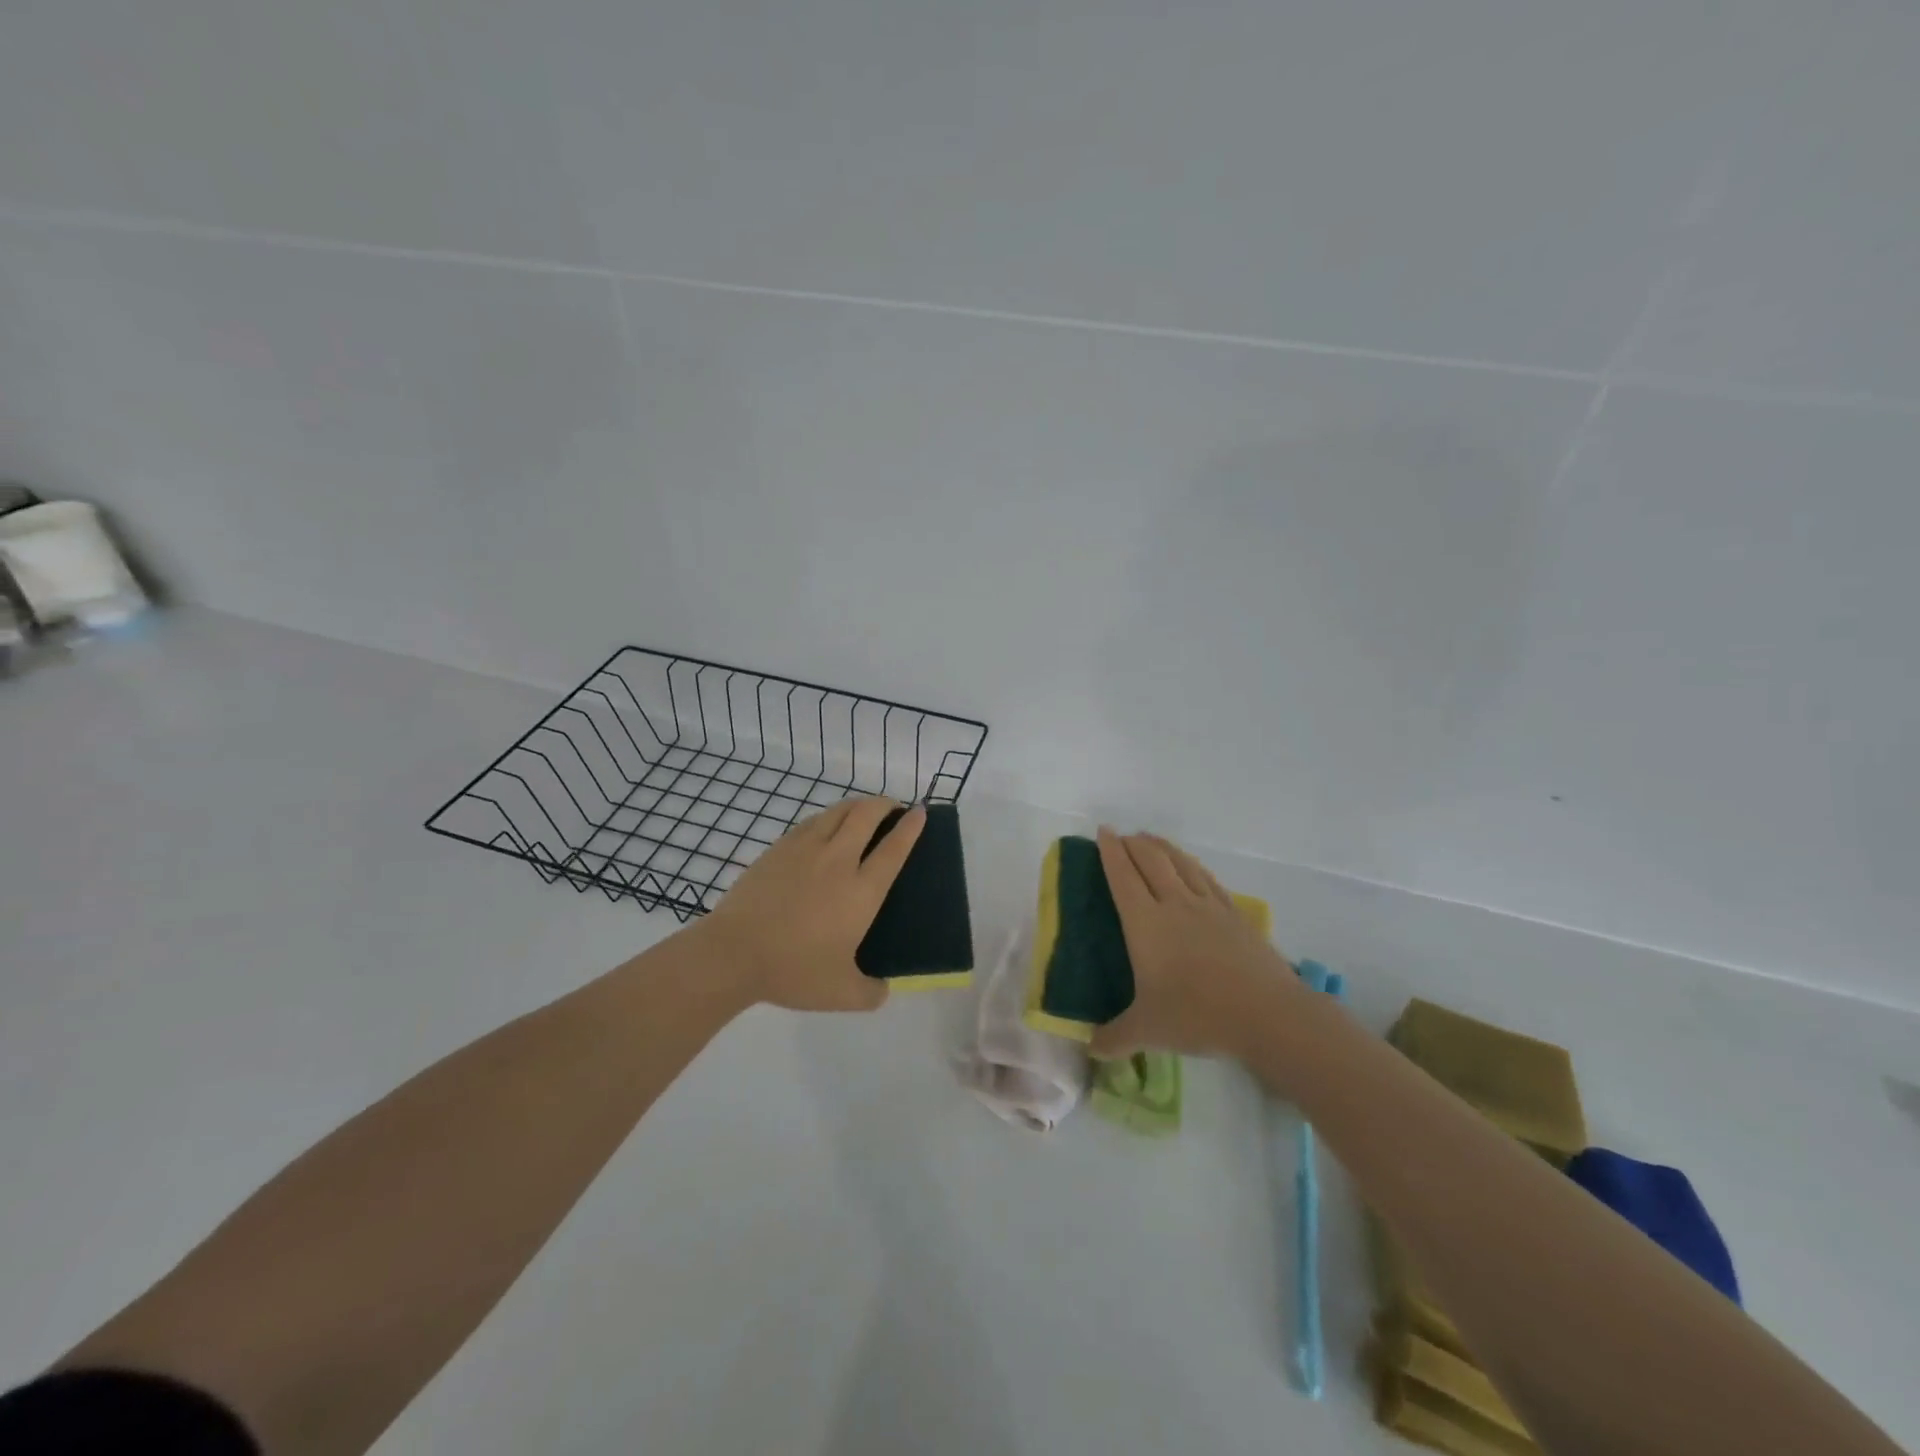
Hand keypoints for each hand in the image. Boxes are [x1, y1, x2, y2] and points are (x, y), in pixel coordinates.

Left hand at [693, 795, 924, 1011]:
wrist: (734, 953)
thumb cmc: (793, 971)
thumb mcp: (841, 994)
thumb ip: (871, 992)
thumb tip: (883, 989)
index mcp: (862, 891)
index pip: (895, 849)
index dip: (911, 827)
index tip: (920, 813)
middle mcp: (839, 861)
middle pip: (867, 815)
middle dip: (885, 804)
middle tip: (893, 808)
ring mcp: (806, 849)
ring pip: (839, 811)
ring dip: (858, 805)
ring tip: (864, 810)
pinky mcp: (779, 848)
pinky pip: (812, 821)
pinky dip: (829, 816)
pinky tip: (826, 826)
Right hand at [1089, 827, 1303, 1059]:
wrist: (1267, 1014)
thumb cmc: (1198, 1015)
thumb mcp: (1148, 1031)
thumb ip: (1115, 1038)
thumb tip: (1090, 1050)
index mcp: (1146, 923)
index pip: (1122, 877)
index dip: (1110, 852)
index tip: (1103, 832)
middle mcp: (1175, 904)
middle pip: (1151, 861)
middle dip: (1134, 844)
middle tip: (1123, 836)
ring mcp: (1209, 907)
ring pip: (1181, 863)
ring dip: (1163, 847)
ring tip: (1152, 840)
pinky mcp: (1236, 915)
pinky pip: (1208, 879)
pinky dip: (1193, 866)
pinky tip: (1193, 868)